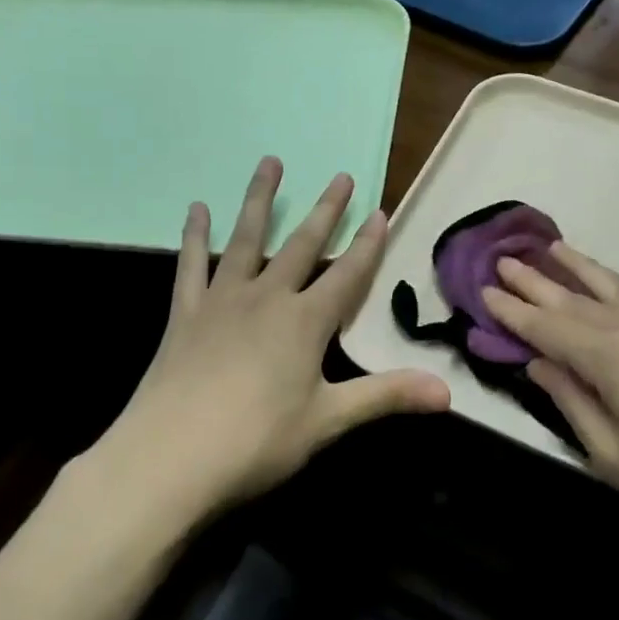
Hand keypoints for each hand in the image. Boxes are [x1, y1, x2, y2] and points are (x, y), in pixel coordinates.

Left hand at [102, 157, 449, 517]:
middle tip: (341, 176)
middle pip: (303, 246)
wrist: (169, 457)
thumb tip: (448, 394)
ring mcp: (222, 301)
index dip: (368, 244)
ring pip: (247, 239)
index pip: (348, 275)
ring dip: (261, 199)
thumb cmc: (256, 441)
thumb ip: (386, 397)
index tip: (381, 211)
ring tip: (271, 162)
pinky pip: (192, 265)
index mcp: (305, 323)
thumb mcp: (327, 421)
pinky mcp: (186, 314)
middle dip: (326, 211)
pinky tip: (196, 209)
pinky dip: (195, 236)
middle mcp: (267, 298)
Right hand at [481, 245, 618, 579]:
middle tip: (505, 259)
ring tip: (555, 249)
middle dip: (537, 280)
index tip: (484, 290)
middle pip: (576, 298)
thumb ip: (572, 402)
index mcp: (612, 357)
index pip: (547, 327)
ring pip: (617, 287)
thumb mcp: (614, 458)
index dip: (512, 310)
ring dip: (581, 269)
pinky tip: (617, 291)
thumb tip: (539, 363)